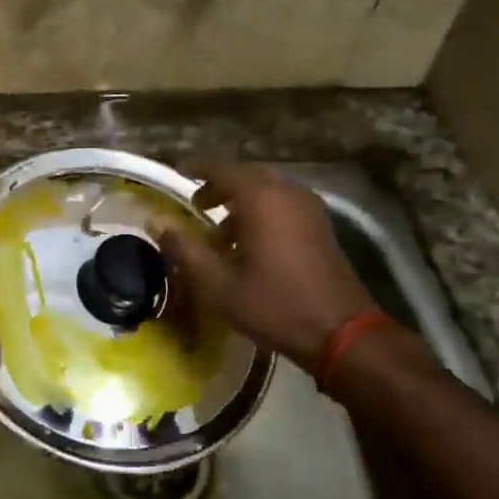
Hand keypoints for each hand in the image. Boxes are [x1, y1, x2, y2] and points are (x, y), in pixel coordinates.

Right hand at [159, 162, 390, 369]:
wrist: (341, 331)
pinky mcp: (320, 225)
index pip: (221, 167)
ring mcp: (308, 208)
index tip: (177, 170)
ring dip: (240, 201)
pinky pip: (283, 204)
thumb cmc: (274, 304)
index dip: (196, 167)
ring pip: (266, 190)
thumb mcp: (218, 283)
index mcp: (261, 197)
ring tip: (218, 231)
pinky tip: (248, 244)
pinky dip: (261, 212)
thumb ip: (185, 249)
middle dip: (218, 185)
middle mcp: (287, 192)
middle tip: (195, 204)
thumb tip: (157, 222)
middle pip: (246, 175)